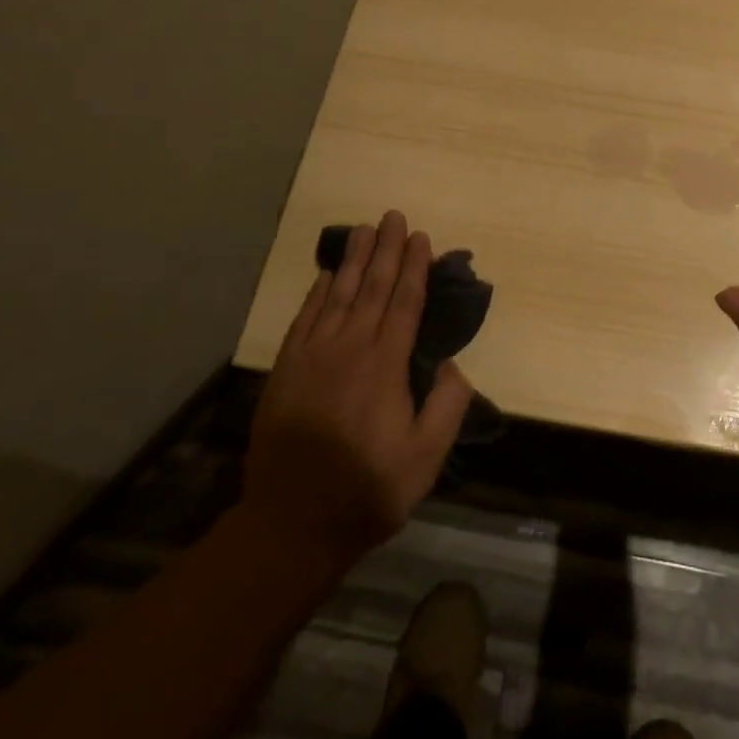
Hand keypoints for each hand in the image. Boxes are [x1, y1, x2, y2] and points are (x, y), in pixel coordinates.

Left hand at [245, 211, 472, 559]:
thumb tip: (451, 364)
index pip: (405, 304)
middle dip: (387, 250)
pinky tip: (327, 275)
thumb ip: (446, 406)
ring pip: (339, 295)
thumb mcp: (425, 457)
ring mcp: (313, 356)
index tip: (421, 238)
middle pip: (373, 288)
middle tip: (394, 216)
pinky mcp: (287, 369)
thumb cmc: (368, 489)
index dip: (415, 268)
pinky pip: (305, 318)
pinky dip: (317, 292)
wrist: (292, 522)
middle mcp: (350, 349)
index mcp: (386, 366)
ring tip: (365, 230)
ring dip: (355, 260)